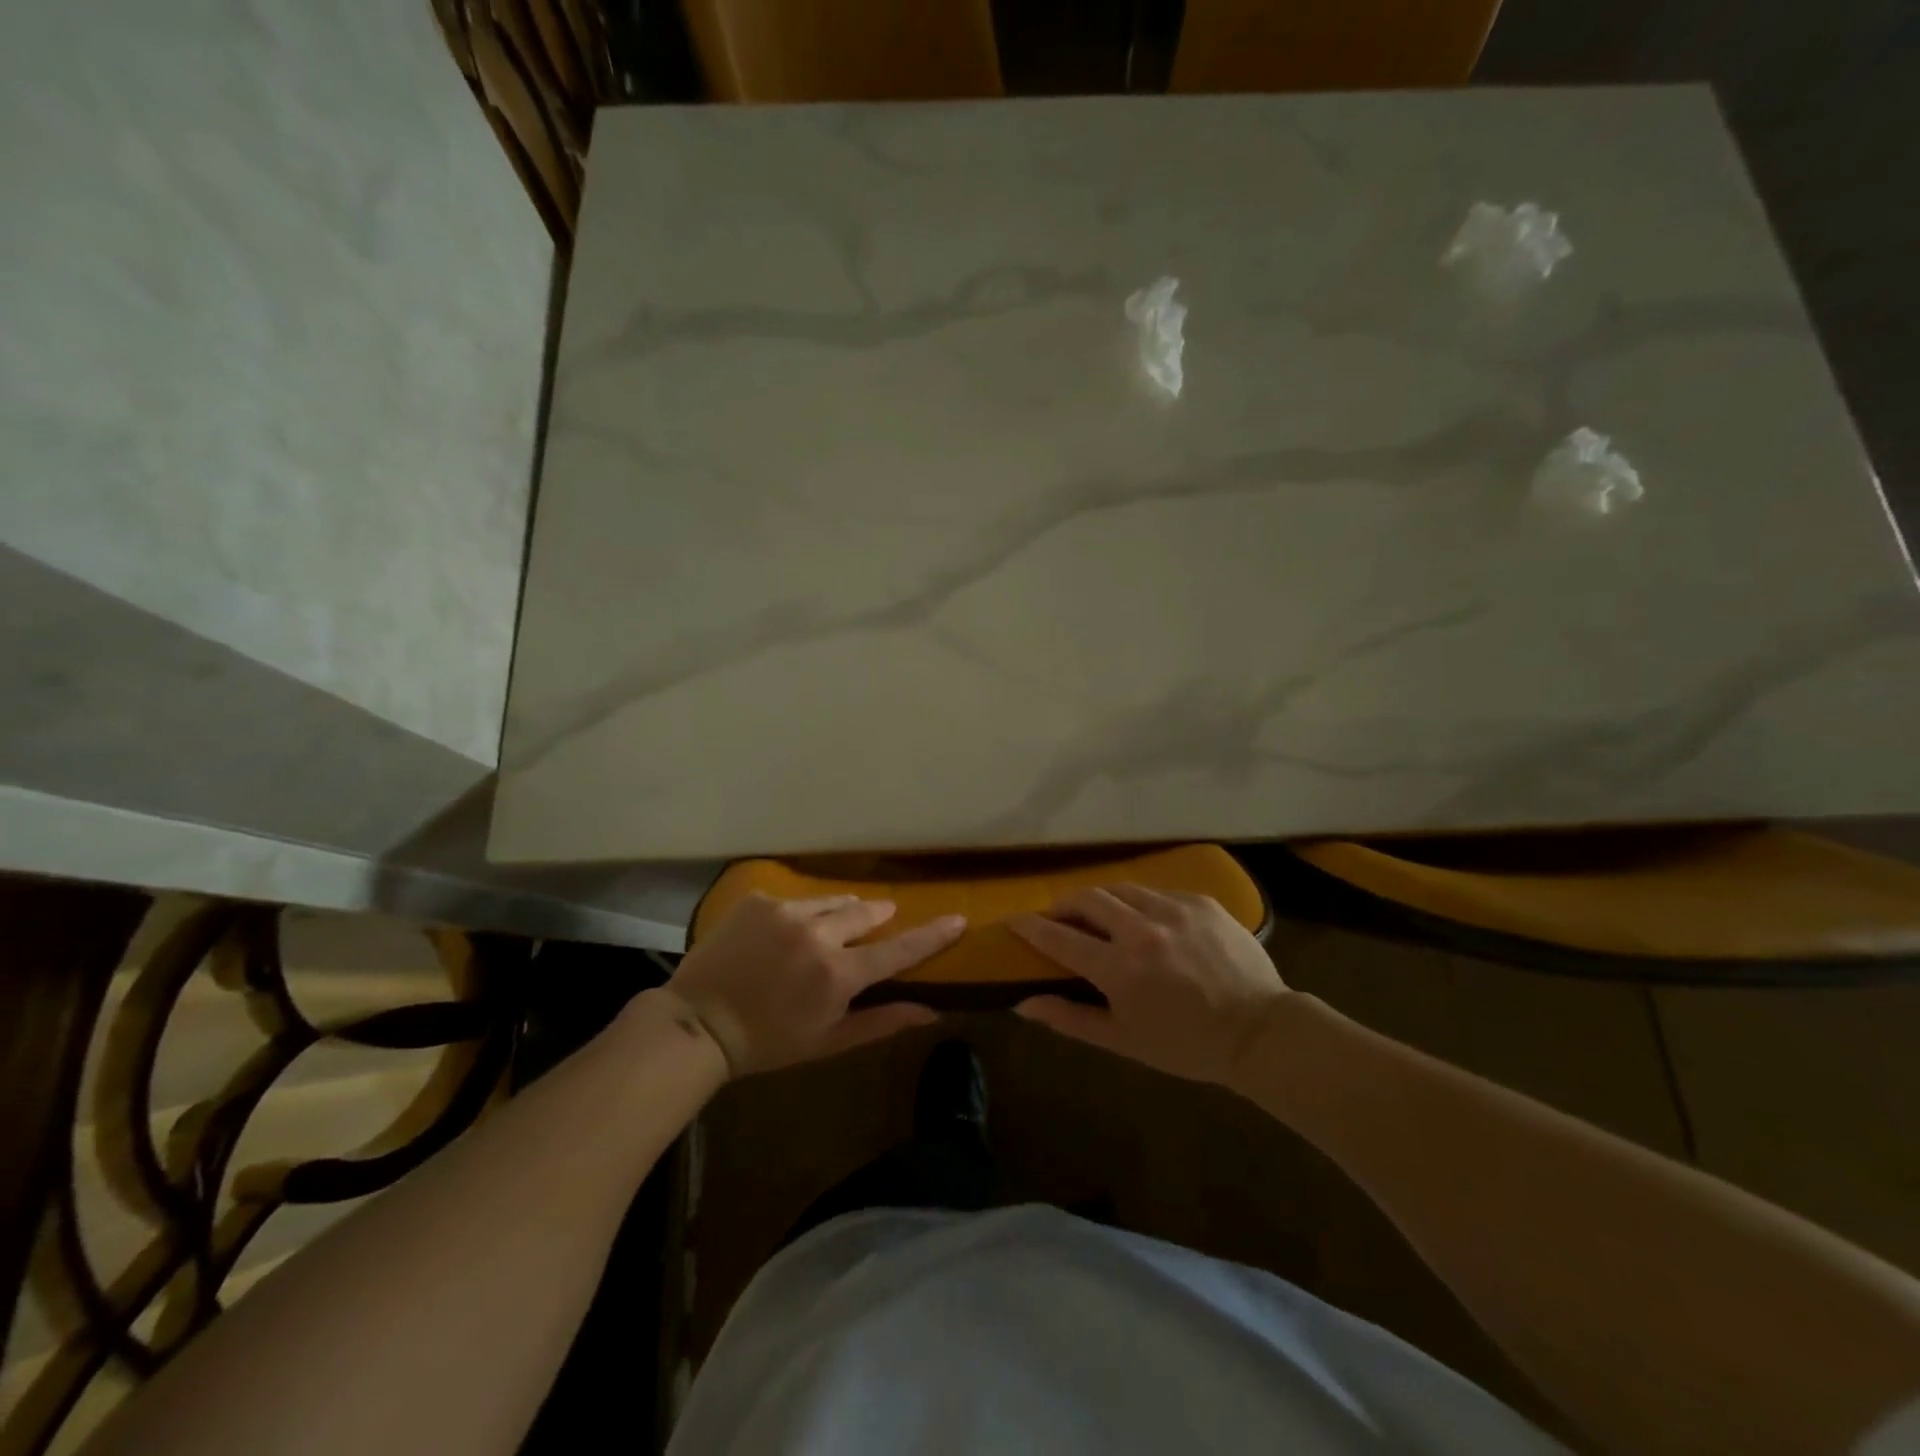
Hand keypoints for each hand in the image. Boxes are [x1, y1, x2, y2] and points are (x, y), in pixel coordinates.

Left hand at [666, 893, 965, 1076]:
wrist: (697, 1025)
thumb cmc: (768, 1043)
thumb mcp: (829, 1042)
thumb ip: (882, 1022)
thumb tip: (932, 1011)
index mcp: (839, 974)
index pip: (898, 950)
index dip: (932, 935)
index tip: (958, 918)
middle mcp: (818, 934)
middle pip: (866, 913)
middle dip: (876, 918)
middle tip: (876, 923)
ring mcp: (786, 912)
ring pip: (832, 901)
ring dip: (840, 913)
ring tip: (828, 930)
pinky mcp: (760, 901)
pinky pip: (796, 900)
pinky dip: (800, 914)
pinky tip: (783, 934)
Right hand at [1010, 885, 1288, 1084]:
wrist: (1260, 1032)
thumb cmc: (1186, 1045)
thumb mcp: (1123, 1040)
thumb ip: (1070, 1018)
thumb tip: (1023, 1003)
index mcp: (1119, 967)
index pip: (1059, 937)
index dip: (1030, 927)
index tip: (1013, 921)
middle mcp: (1142, 929)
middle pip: (1087, 899)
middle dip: (1064, 905)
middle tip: (1058, 917)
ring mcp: (1174, 910)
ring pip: (1122, 889)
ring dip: (1101, 900)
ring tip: (1099, 914)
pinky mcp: (1201, 902)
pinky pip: (1158, 892)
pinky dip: (1141, 903)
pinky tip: (1147, 921)